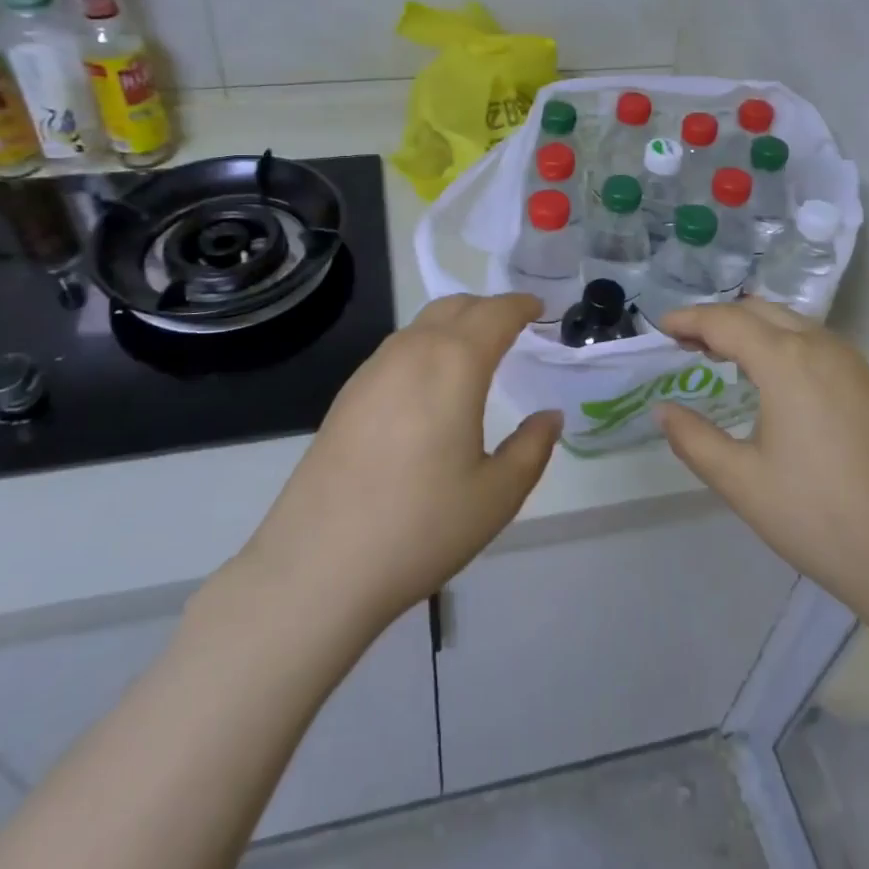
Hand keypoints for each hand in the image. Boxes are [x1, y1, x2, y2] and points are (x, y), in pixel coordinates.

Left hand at [235, 293, 560, 636]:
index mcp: (454, 364)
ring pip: (422, 325)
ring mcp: (372, 370)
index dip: (520, 305)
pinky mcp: (347, 395)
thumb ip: (532, 447)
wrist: (319, 564)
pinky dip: (425, 347)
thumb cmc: (421, 526)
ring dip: (454, 325)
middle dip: (488, 308)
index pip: (495, 314)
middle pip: (455, 307)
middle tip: (513, 327)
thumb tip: (549, 417)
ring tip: (475, 353)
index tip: (539, 307)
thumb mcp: (497, 495)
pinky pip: (397, 350)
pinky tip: (429, 386)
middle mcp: (412, 352)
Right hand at [654, 299, 868, 637]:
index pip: (725, 321)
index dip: (689, 319)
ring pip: (793, 324)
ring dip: (753, 329)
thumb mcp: (741, 481)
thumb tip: (662, 411)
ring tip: (723, 355)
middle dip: (719, 319)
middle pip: (760, 312)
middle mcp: (822, 347)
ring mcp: (854, 365)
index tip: (660, 327)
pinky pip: (817, 344)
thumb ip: (693, 439)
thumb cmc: (819, 517)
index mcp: (786, 360)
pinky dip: (783, 344)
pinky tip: (774, 379)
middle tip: (686, 342)